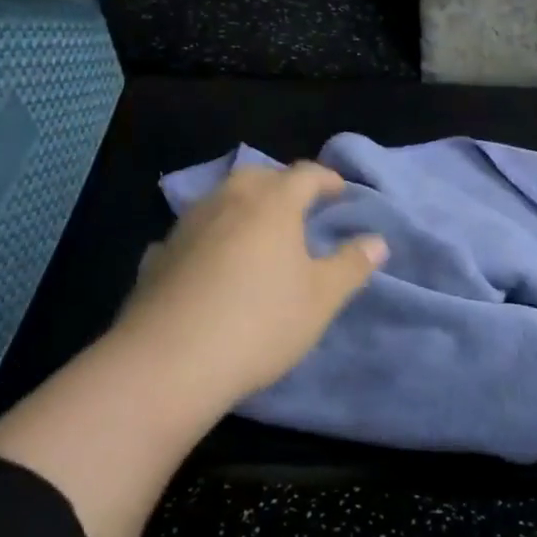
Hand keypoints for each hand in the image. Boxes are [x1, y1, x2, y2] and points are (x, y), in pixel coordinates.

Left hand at [98, 161, 386, 413]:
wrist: (169, 362)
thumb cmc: (260, 322)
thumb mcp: (321, 298)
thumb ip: (351, 265)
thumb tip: (377, 241)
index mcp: (272, 204)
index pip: (305, 175)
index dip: (327, 179)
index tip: (341, 192)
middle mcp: (227, 202)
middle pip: (258, 176)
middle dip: (282, 184)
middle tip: (299, 206)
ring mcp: (187, 226)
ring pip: (221, 199)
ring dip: (243, 205)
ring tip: (257, 231)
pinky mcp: (158, 255)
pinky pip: (192, 232)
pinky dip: (210, 236)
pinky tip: (210, 260)